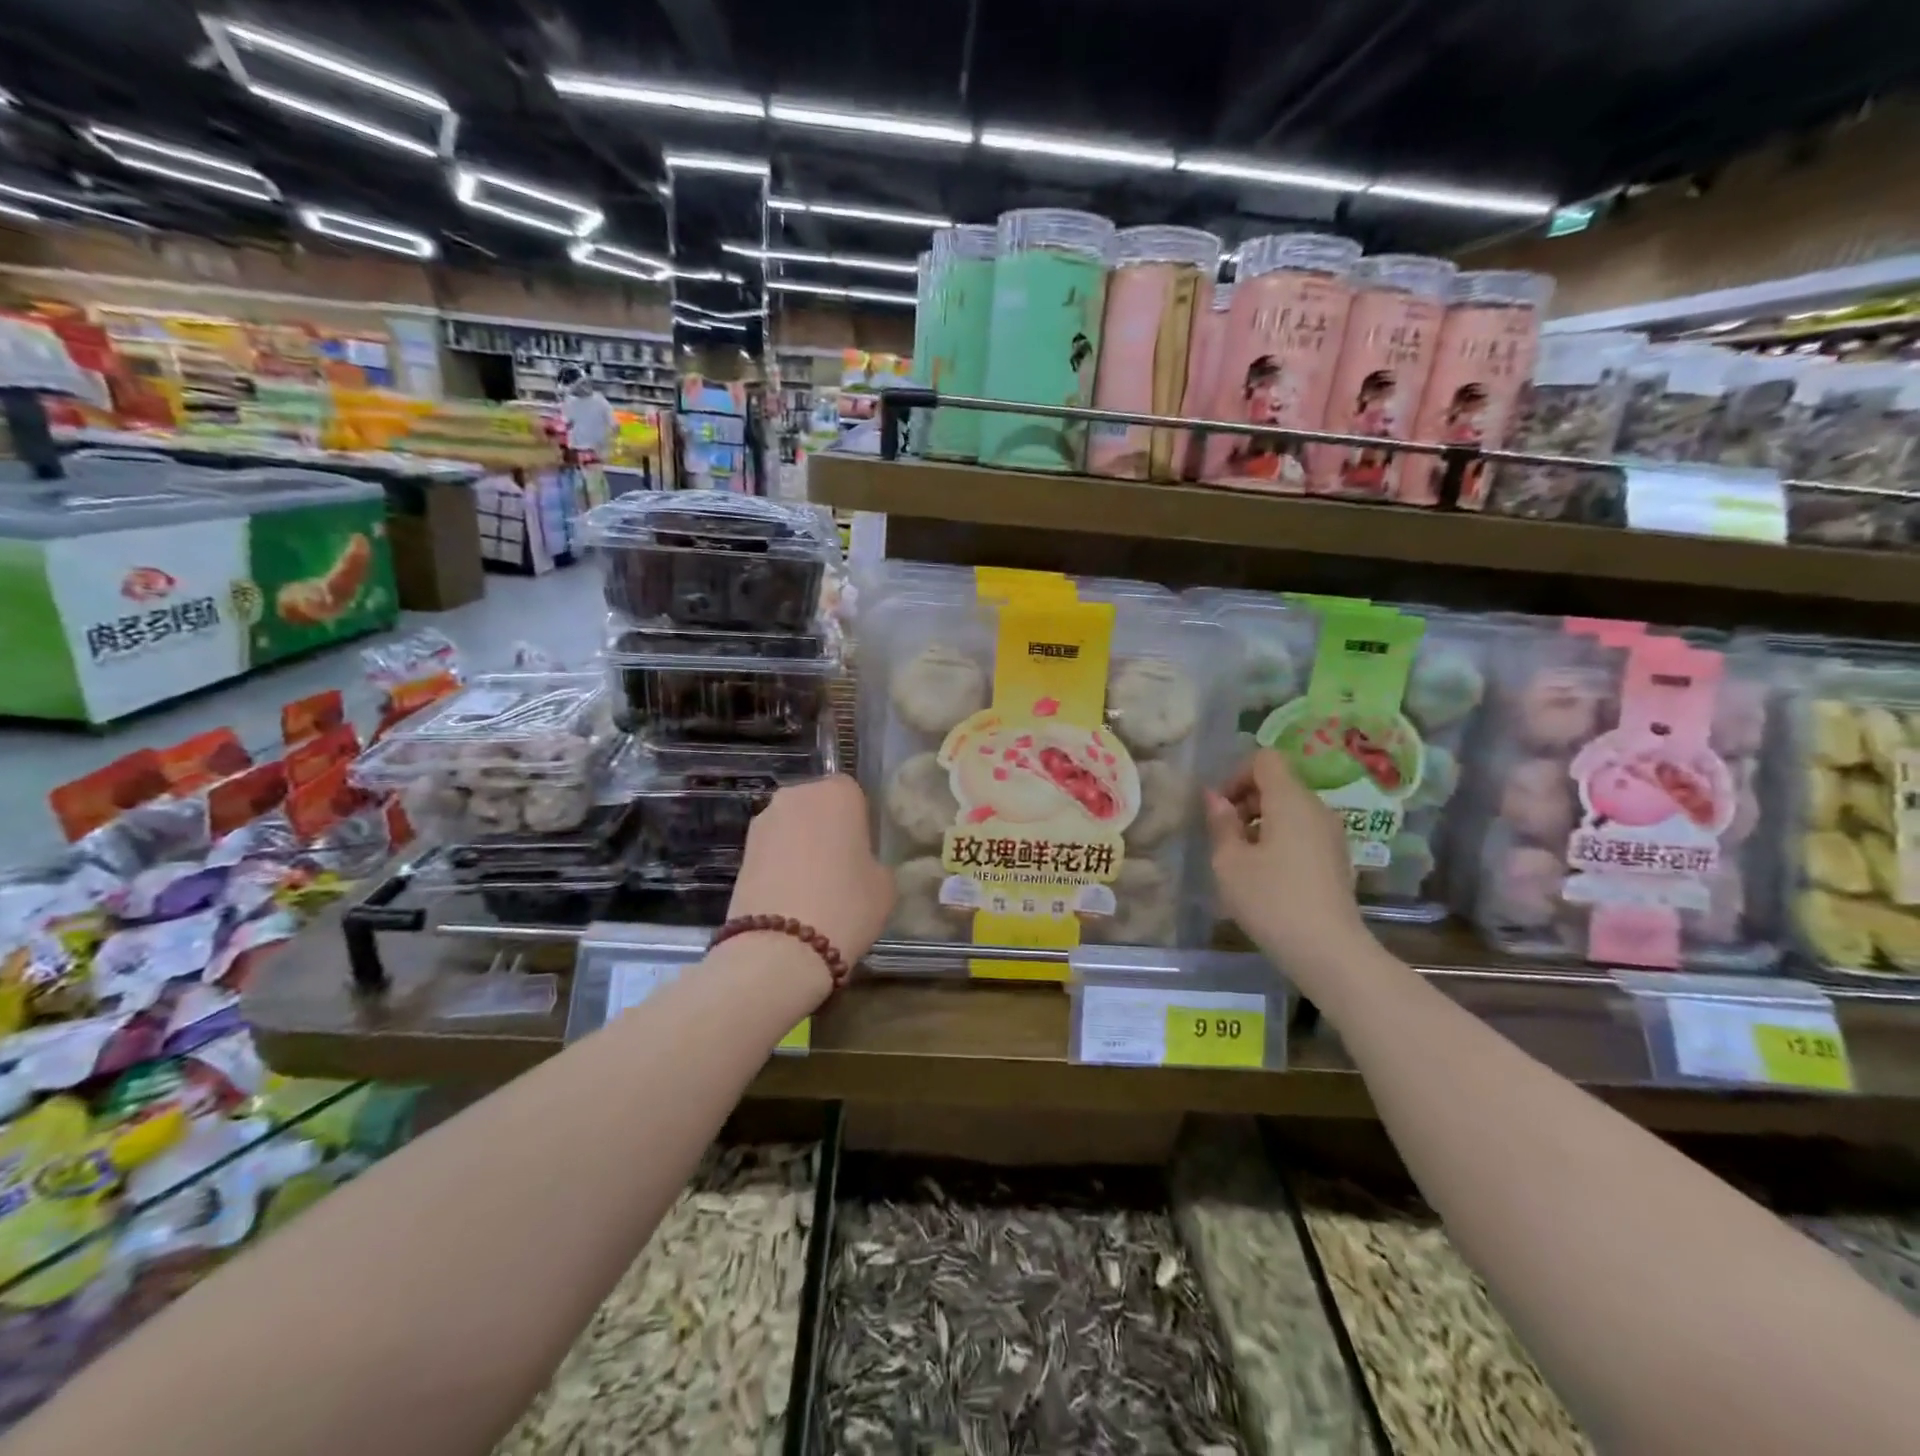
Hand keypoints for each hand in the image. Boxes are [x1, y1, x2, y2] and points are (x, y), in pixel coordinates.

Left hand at [728, 774, 894, 972]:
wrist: (779, 949)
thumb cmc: (845, 906)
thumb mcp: (884, 885)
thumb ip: (874, 862)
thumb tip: (860, 865)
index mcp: (837, 792)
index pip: (853, 794)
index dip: (859, 822)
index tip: (864, 851)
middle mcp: (796, 796)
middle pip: (818, 806)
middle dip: (827, 829)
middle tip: (841, 867)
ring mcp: (763, 822)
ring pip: (793, 828)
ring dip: (802, 847)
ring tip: (814, 887)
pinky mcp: (741, 851)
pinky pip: (773, 851)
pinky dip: (782, 866)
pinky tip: (792, 898)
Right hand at [1204, 749, 1367, 969]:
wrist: (1329, 951)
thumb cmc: (1271, 900)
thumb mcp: (1230, 862)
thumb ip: (1221, 823)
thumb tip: (1214, 797)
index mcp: (1290, 800)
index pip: (1265, 759)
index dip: (1236, 775)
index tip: (1220, 809)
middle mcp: (1317, 809)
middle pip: (1278, 783)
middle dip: (1246, 800)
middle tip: (1224, 836)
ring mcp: (1332, 835)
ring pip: (1290, 810)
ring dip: (1261, 822)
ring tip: (1241, 859)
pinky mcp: (1336, 860)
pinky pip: (1303, 832)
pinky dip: (1280, 840)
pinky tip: (1266, 876)